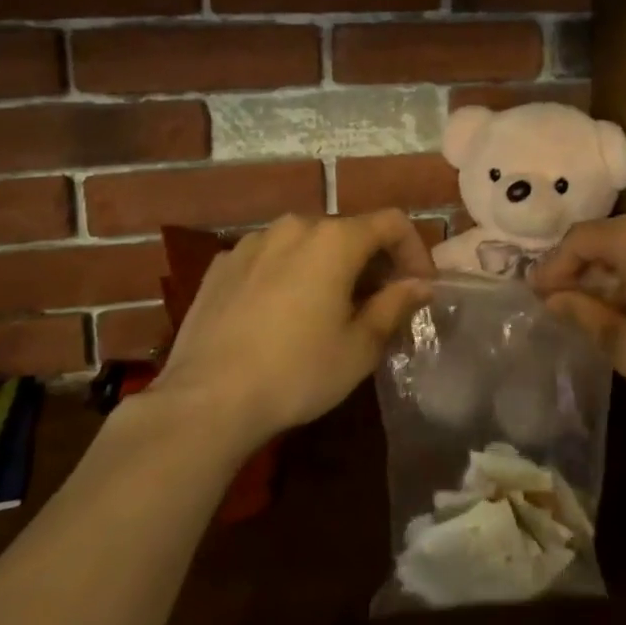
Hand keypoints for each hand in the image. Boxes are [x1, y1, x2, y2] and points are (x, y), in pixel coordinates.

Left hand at [147, 211, 433, 450]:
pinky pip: (270, 258)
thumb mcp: (360, 346)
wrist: (206, 401)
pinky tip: (281, 314)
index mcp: (334, 239)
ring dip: (328, 266)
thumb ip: (395, 305)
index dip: (415, 250)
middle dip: (371, 261)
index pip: (392, 223)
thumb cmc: (297, 372)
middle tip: (378, 304)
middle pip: (348, 231)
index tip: (419, 287)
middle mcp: (294, 226)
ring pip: (306, 243)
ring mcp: (252, 242)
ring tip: (328, 308)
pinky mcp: (221, 265)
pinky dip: (288, 274)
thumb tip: (419, 284)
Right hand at [530, 208, 625, 423]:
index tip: (537, 294)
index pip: (580, 240)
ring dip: (617, 269)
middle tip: (565, 300)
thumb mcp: (625, 344)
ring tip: (606, 304)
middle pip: (611, 236)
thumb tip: (552, 299)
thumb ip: (583, 313)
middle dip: (584, 267)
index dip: (553, 267)